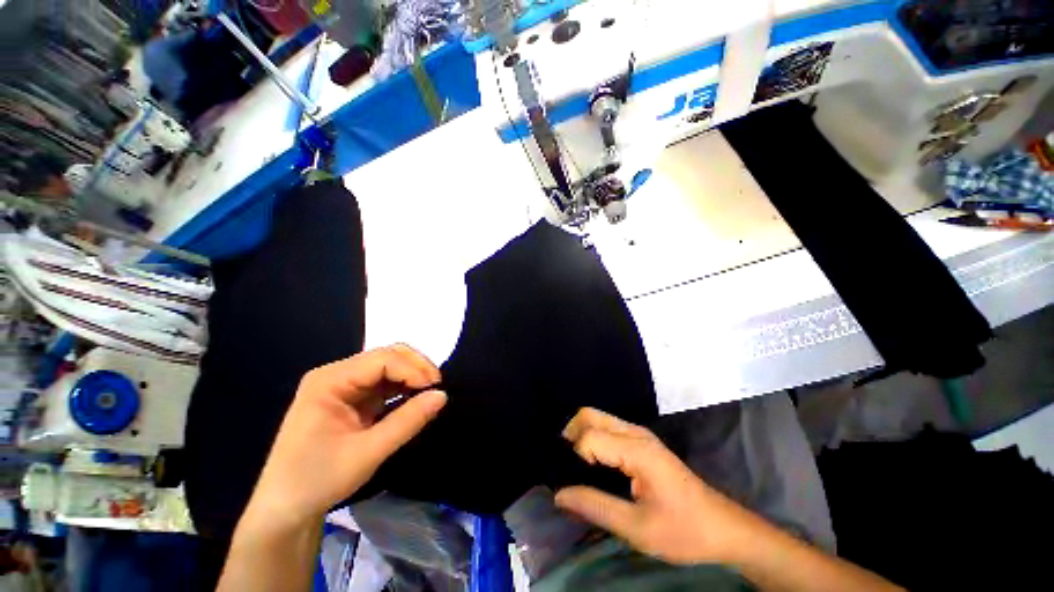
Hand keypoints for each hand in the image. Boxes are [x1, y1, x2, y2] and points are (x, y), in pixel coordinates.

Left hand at [244, 345, 446, 526]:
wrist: (285, 510)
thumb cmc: (318, 480)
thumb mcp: (367, 453)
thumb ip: (408, 421)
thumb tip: (442, 396)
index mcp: (330, 381)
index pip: (382, 359)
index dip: (413, 368)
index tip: (436, 387)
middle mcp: (337, 375)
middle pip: (386, 356)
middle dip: (415, 368)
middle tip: (436, 387)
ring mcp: (344, 386)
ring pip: (389, 367)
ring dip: (412, 376)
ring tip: (430, 393)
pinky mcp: (352, 398)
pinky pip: (385, 383)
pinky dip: (404, 388)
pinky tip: (415, 399)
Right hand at [554, 408, 766, 564]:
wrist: (722, 527)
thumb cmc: (683, 530)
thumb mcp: (637, 528)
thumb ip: (595, 507)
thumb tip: (559, 494)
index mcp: (637, 450)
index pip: (590, 437)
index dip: (576, 459)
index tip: (576, 485)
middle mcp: (635, 432)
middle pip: (589, 414)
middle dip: (572, 435)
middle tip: (567, 467)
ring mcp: (639, 434)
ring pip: (597, 418)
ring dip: (581, 435)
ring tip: (577, 467)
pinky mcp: (641, 440)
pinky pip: (607, 427)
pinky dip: (593, 438)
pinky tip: (593, 464)